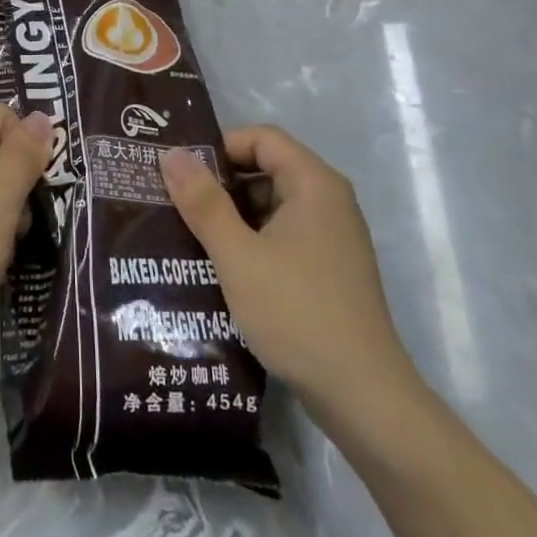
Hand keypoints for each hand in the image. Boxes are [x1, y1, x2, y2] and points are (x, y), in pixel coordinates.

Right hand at [160, 127, 423, 445]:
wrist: (363, 397)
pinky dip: (250, 243)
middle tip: (173, 200)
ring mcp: (331, 239)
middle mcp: (328, 202)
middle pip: (266, 170)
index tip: (181, 171)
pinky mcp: (328, 271)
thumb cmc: (297, 312)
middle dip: (220, 183)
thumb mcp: (238, 254)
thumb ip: (203, 202)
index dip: (220, 146)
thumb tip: (172, 155)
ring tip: (186, 234)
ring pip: (271, 208)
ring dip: (231, 217)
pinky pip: (282, 238)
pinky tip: (218, 267)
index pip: (262, 138)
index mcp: (314, 185)